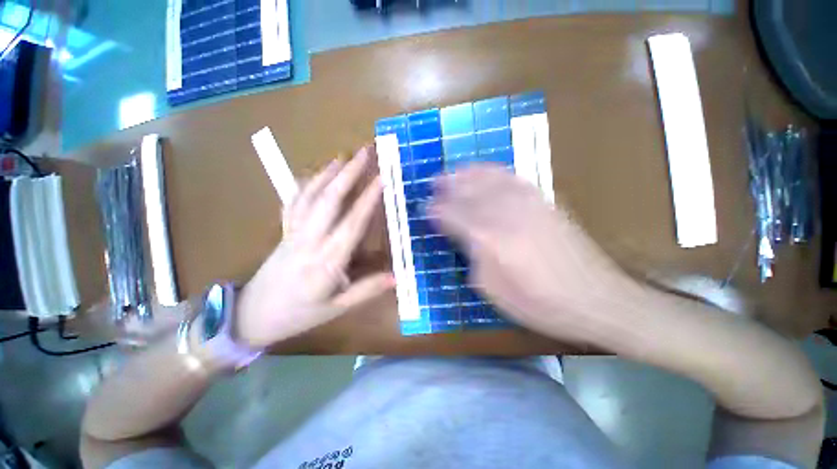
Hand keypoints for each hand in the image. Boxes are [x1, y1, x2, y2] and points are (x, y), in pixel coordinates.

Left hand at [236, 146, 394, 347]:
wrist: (251, 316)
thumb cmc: (298, 314)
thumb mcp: (337, 308)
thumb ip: (367, 289)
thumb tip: (398, 276)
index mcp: (327, 261)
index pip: (352, 223)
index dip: (369, 198)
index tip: (383, 178)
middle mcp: (310, 240)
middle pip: (330, 199)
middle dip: (349, 173)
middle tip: (365, 152)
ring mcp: (293, 232)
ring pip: (311, 195)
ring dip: (328, 172)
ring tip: (344, 155)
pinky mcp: (284, 230)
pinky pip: (293, 201)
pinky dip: (305, 184)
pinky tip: (314, 174)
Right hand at [429, 165, 643, 344]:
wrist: (594, 298)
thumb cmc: (537, 303)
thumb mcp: (491, 288)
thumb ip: (471, 255)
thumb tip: (458, 234)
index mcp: (489, 238)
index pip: (453, 214)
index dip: (436, 210)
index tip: (424, 208)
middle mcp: (505, 213)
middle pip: (468, 191)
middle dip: (447, 186)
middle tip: (433, 184)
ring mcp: (527, 203)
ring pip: (488, 178)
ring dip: (466, 174)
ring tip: (453, 172)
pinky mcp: (543, 201)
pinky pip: (512, 178)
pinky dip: (493, 172)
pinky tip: (484, 172)